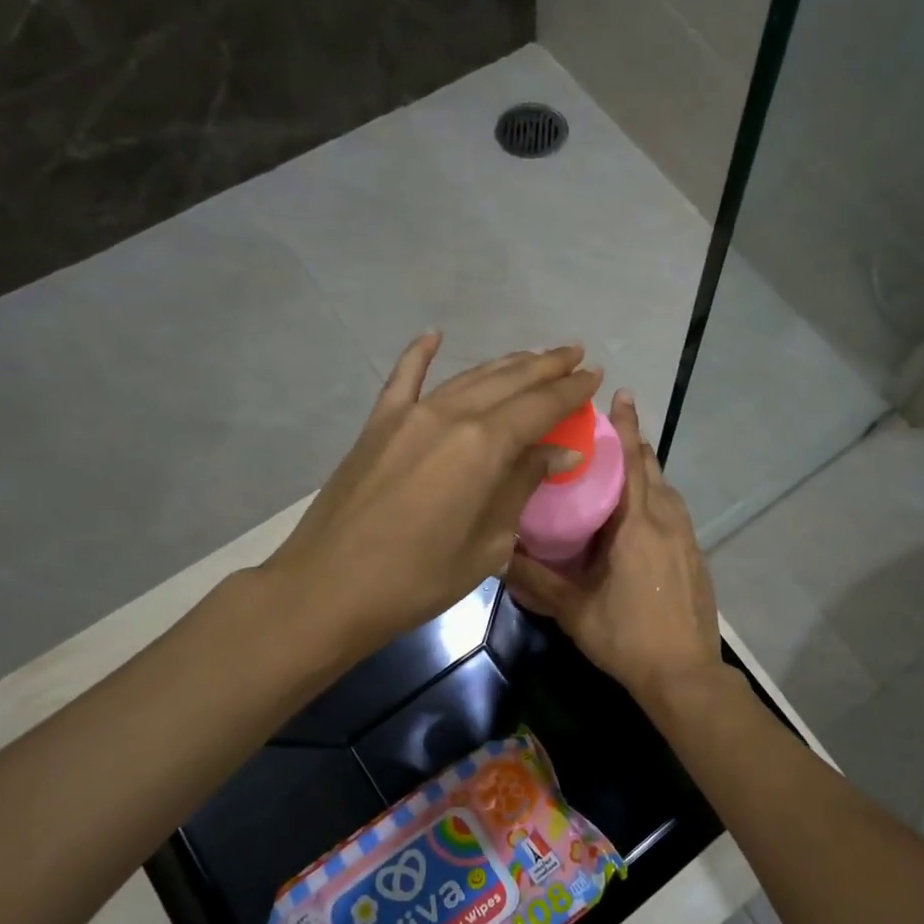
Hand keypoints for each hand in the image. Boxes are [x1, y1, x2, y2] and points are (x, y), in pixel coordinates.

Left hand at [268, 333, 599, 658]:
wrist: (327, 588)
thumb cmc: (418, 579)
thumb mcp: (488, 543)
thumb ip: (522, 486)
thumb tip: (559, 451)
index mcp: (483, 445)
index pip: (540, 406)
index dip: (571, 389)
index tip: (595, 374)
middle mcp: (450, 415)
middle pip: (508, 382)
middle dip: (546, 366)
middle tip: (575, 355)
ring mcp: (409, 415)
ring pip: (468, 377)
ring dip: (505, 364)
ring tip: (533, 356)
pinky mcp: (377, 425)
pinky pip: (404, 378)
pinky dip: (420, 354)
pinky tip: (434, 335)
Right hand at [505, 390, 722, 708]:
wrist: (685, 675)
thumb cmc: (627, 637)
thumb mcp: (574, 610)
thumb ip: (536, 580)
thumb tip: (498, 553)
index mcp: (638, 525)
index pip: (632, 462)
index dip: (627, 427)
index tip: (621, 395)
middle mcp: (668, 521)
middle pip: (652, 470)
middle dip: (634, 446)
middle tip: (608, 431)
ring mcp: (688, 539)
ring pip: (667, 492)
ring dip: (647, 474)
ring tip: (621, 470)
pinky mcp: (696, 557)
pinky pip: (675, 514)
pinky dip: (657, 501)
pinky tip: (639, 519)